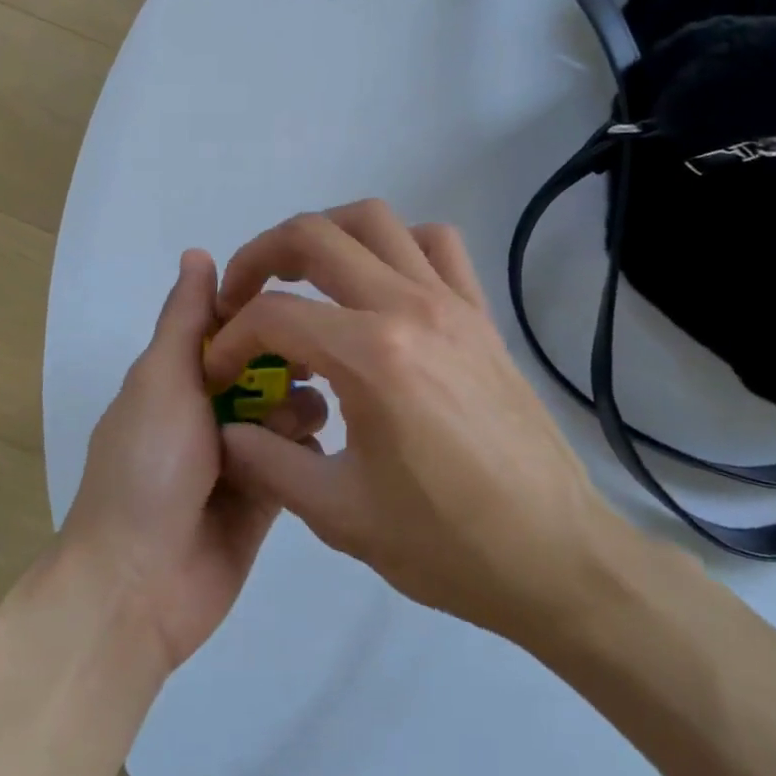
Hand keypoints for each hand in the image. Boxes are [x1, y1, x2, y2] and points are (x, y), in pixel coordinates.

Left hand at [61, 250, 327, 672]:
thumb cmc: (147, 466)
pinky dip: (306, 451)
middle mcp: (209, 408)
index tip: (297, 305)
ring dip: (299, 407)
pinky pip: (299, 459)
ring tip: (297, 422)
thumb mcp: (160, 379)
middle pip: (265, 366)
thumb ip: (184, 319)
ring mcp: (240, 453)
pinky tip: (312, 455)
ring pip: (288, 409)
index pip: (229, 325)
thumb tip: (198, 252)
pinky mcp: (267, 495)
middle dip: (290, 361)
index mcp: (177, 376)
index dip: (260, 313)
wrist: (140, 584)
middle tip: (313, 364)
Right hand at [207, 201, 633, 649]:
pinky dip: (395, 243)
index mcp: (371, 357)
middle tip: (242, 295)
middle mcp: (409, 308)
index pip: (274, 315)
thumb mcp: (338, 515)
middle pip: (314, 235)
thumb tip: (227, 430)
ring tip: (302, 274)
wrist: (556, 556)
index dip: (231, 338)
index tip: (220, 371)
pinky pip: (436, 243)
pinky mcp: (480, 312)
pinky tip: (379, 283)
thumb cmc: (446, 544)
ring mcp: (451, 302)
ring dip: (324, 233)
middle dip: (259, 256)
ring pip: (374, 219)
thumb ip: (266, 462)